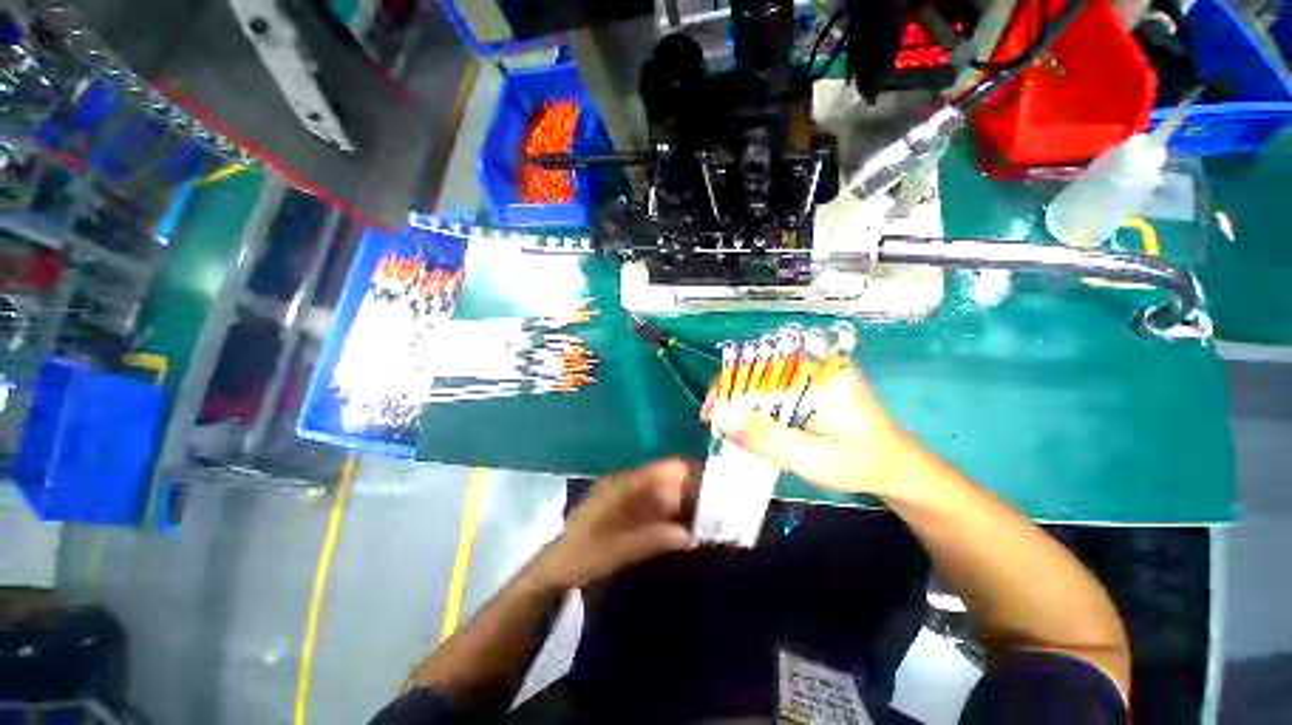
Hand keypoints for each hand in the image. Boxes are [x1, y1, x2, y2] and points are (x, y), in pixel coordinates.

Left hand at [527, 458, 699, 589]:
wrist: (556, 568)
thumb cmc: (580, 556)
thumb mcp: (612, 551)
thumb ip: (649, 540)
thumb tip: (689, 535)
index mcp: (622, 486)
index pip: (661, 470)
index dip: (687, 471)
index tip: (714, 481)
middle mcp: (629, 486)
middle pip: (668, 480)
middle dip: (693, 489)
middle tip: (722, 504)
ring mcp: (631, 500)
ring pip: (667, 494)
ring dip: (687, 503)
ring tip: (714, 515)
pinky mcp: (633, 514)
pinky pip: (661, 509)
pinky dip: (677, 516)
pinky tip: (693, 527)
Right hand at [701, 362, 922, 496]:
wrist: (895, 469)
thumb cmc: (858, 464)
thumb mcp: (810, 458)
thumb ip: (766, 437)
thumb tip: (718, 414)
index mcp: (821, 371)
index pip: (760, 363)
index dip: (728, 385)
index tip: (710, 414)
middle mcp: (816, 363)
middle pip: (757, 368)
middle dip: (731, 395)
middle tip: (716, 425)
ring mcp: (813, 372)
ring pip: (762, 379)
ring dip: (741, 402)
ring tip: (728, 427)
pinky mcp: (810, 384)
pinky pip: (772, 388)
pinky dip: (755, 405)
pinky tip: (749, 424)